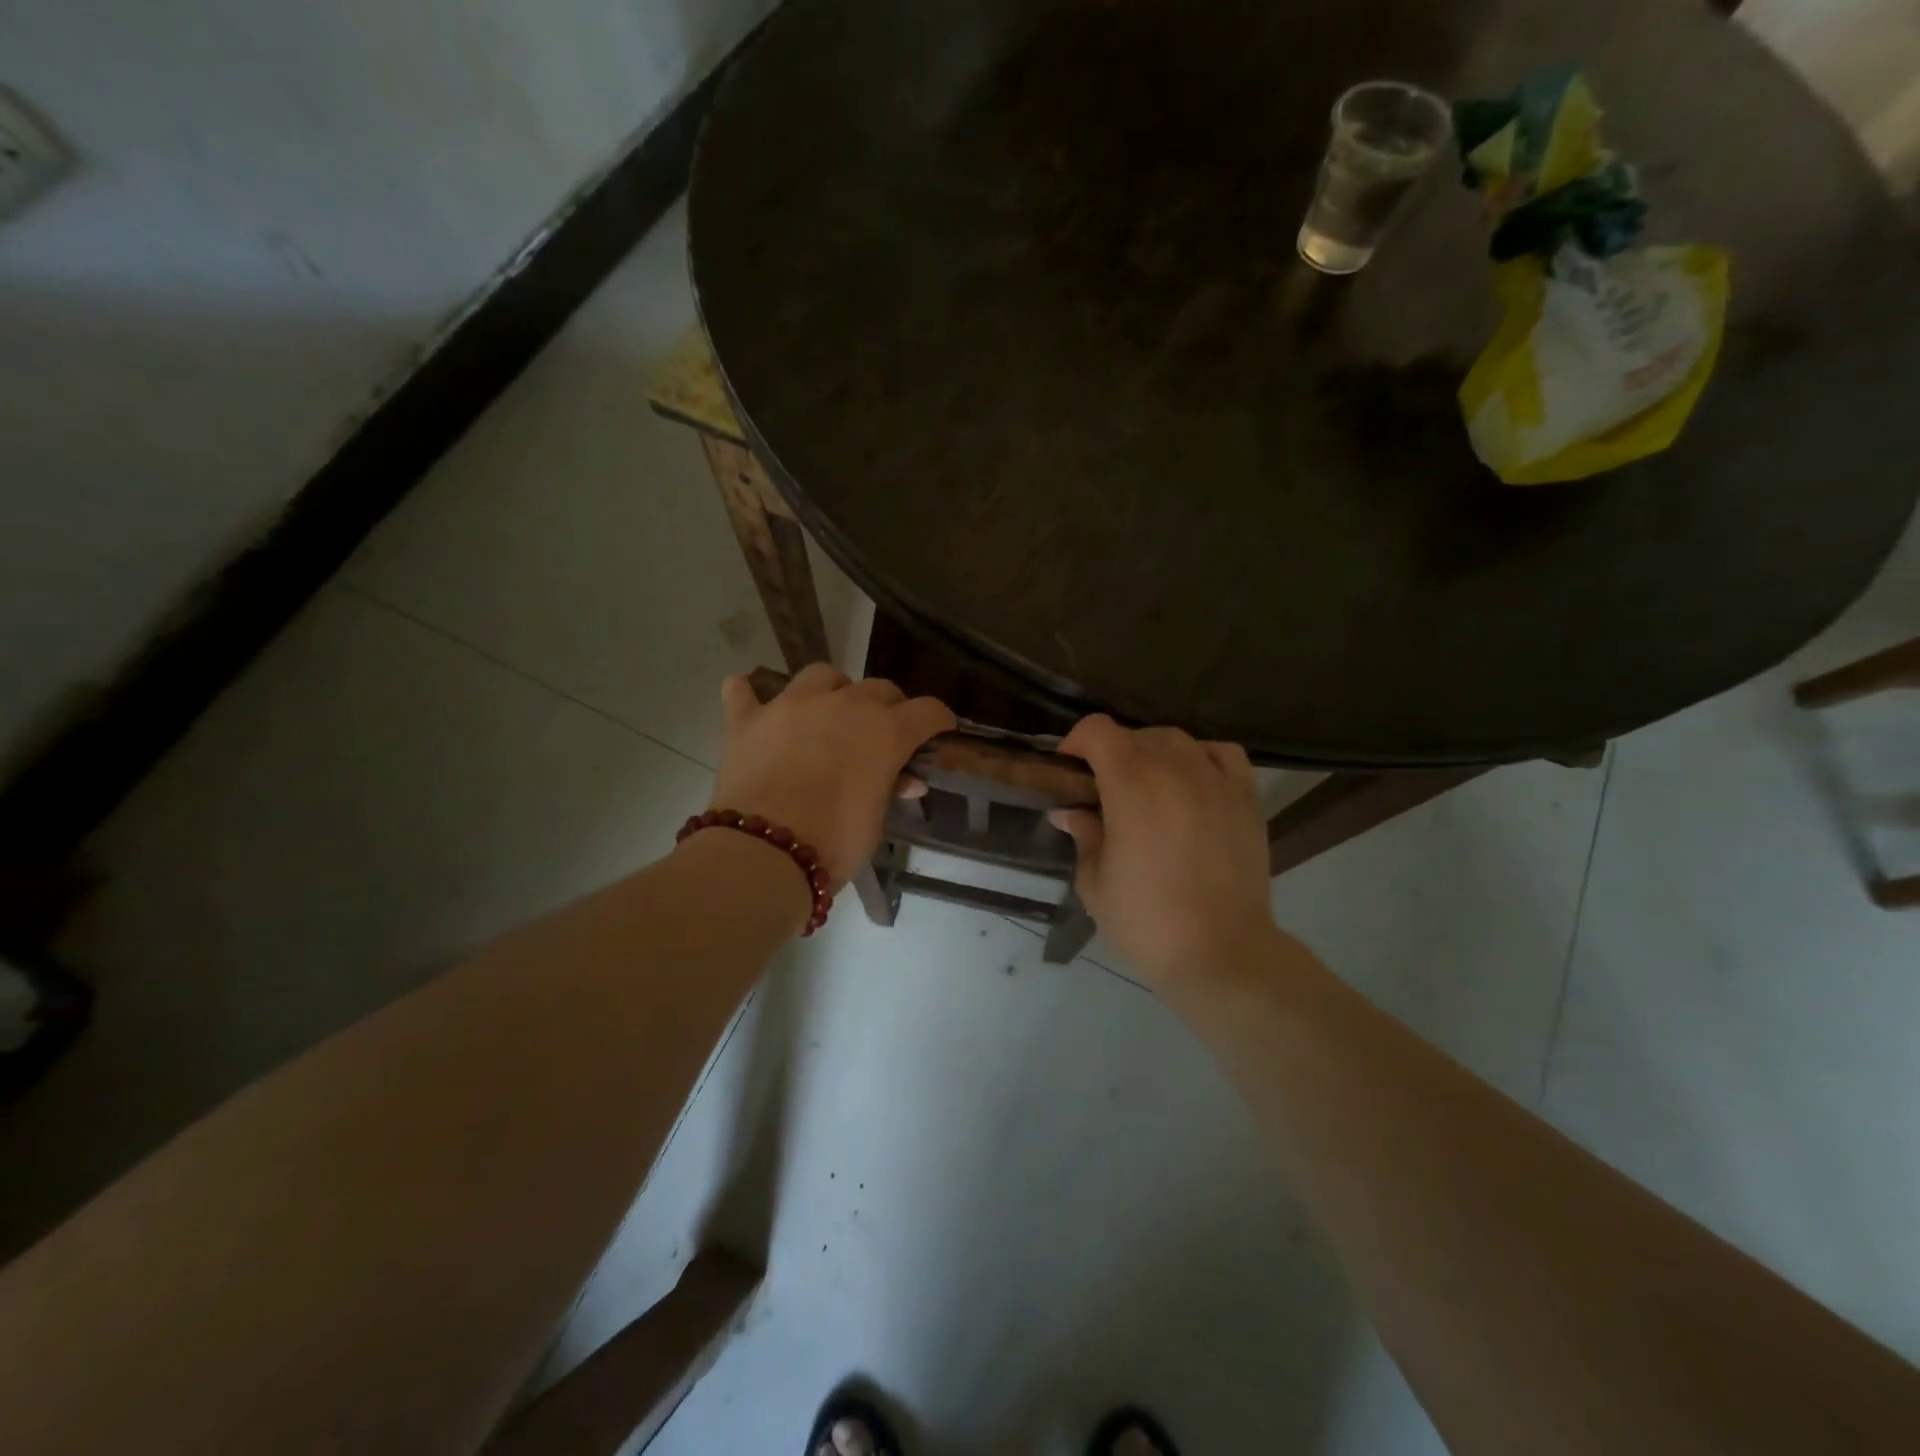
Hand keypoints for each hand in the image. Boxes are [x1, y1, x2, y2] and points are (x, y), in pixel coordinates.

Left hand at [711, 664, 955, 885]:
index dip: (938, 720)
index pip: (927, 711)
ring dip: (832, 691)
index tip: (939, 730)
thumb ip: (891, 789)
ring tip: (827, 713)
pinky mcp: (747, 719)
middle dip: (888, 707)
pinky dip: (749, 695)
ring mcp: (792, 705)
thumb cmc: (834, 844)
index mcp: (885, 730)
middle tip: (882, 733)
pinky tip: (751, 703)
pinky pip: (743, 691)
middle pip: (879, 688)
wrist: (764, 855)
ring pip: (821, 675)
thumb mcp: (875, 821)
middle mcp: (843, 704)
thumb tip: (908, 780)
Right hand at [1048, 716, 1276, 985]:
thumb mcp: (1095, 884)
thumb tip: (1069, 812)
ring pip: (1176, 740)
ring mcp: (1215, 781)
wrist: (1222, 954)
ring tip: (1147, 787)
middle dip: (1110, 754)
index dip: (1076, 742)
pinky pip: (1222, 754)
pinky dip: (1201, 757)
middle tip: (1102, 791)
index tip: (1069, 772)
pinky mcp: (1246, 799)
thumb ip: (1083, 836)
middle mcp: (1174, 770)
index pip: (1098, 730)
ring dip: (1152, 754)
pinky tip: (1192, 782)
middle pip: (1135, 735)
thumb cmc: (1147, 923)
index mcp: (1130, 786)